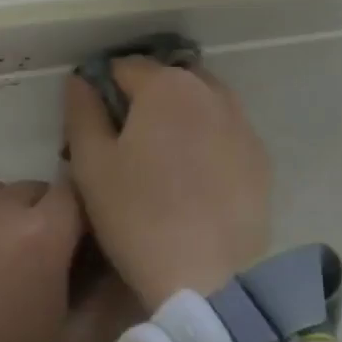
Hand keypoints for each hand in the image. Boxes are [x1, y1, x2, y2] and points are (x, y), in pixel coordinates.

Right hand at [63, 59, 272, 305]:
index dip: (103, 90)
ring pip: (203, 104)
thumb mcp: (92, 165)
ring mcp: (242, 124)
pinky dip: (208, 141)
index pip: (124, 67)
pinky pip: (227, 133)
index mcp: (166, 86)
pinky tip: (197, 179)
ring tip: (165, 161)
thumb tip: (81, 80)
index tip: (96, 126)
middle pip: (169, 80)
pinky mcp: (261, 158)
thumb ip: (82, 114)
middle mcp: (210, 92)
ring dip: (181, 117)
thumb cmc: (138, 216)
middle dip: (147, 99)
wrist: (211, 274)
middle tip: (130, 144)